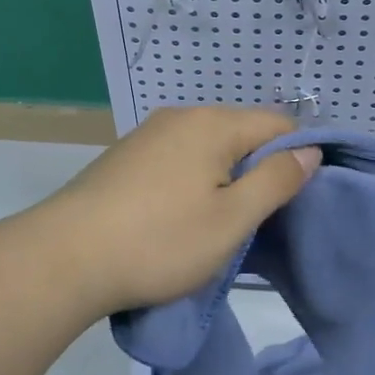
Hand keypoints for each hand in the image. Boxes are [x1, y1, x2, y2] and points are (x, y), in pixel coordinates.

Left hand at [31, 106, 322, 317]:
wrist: (64, 258)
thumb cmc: (160, 241)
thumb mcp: (231, 219)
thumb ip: (276, 181)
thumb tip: (310, 151)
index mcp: (212, 123)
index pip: (278, 125)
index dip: (296, 159)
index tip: (293, 203)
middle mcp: (181, 116)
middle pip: (241, 133)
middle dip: (257, 170)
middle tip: (254, 221)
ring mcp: (148, 134)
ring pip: (207, 148)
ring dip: (222, 179)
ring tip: (215, 224)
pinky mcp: (125, 156)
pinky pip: (177, 158)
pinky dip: (191, 181)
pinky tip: (176, 217)